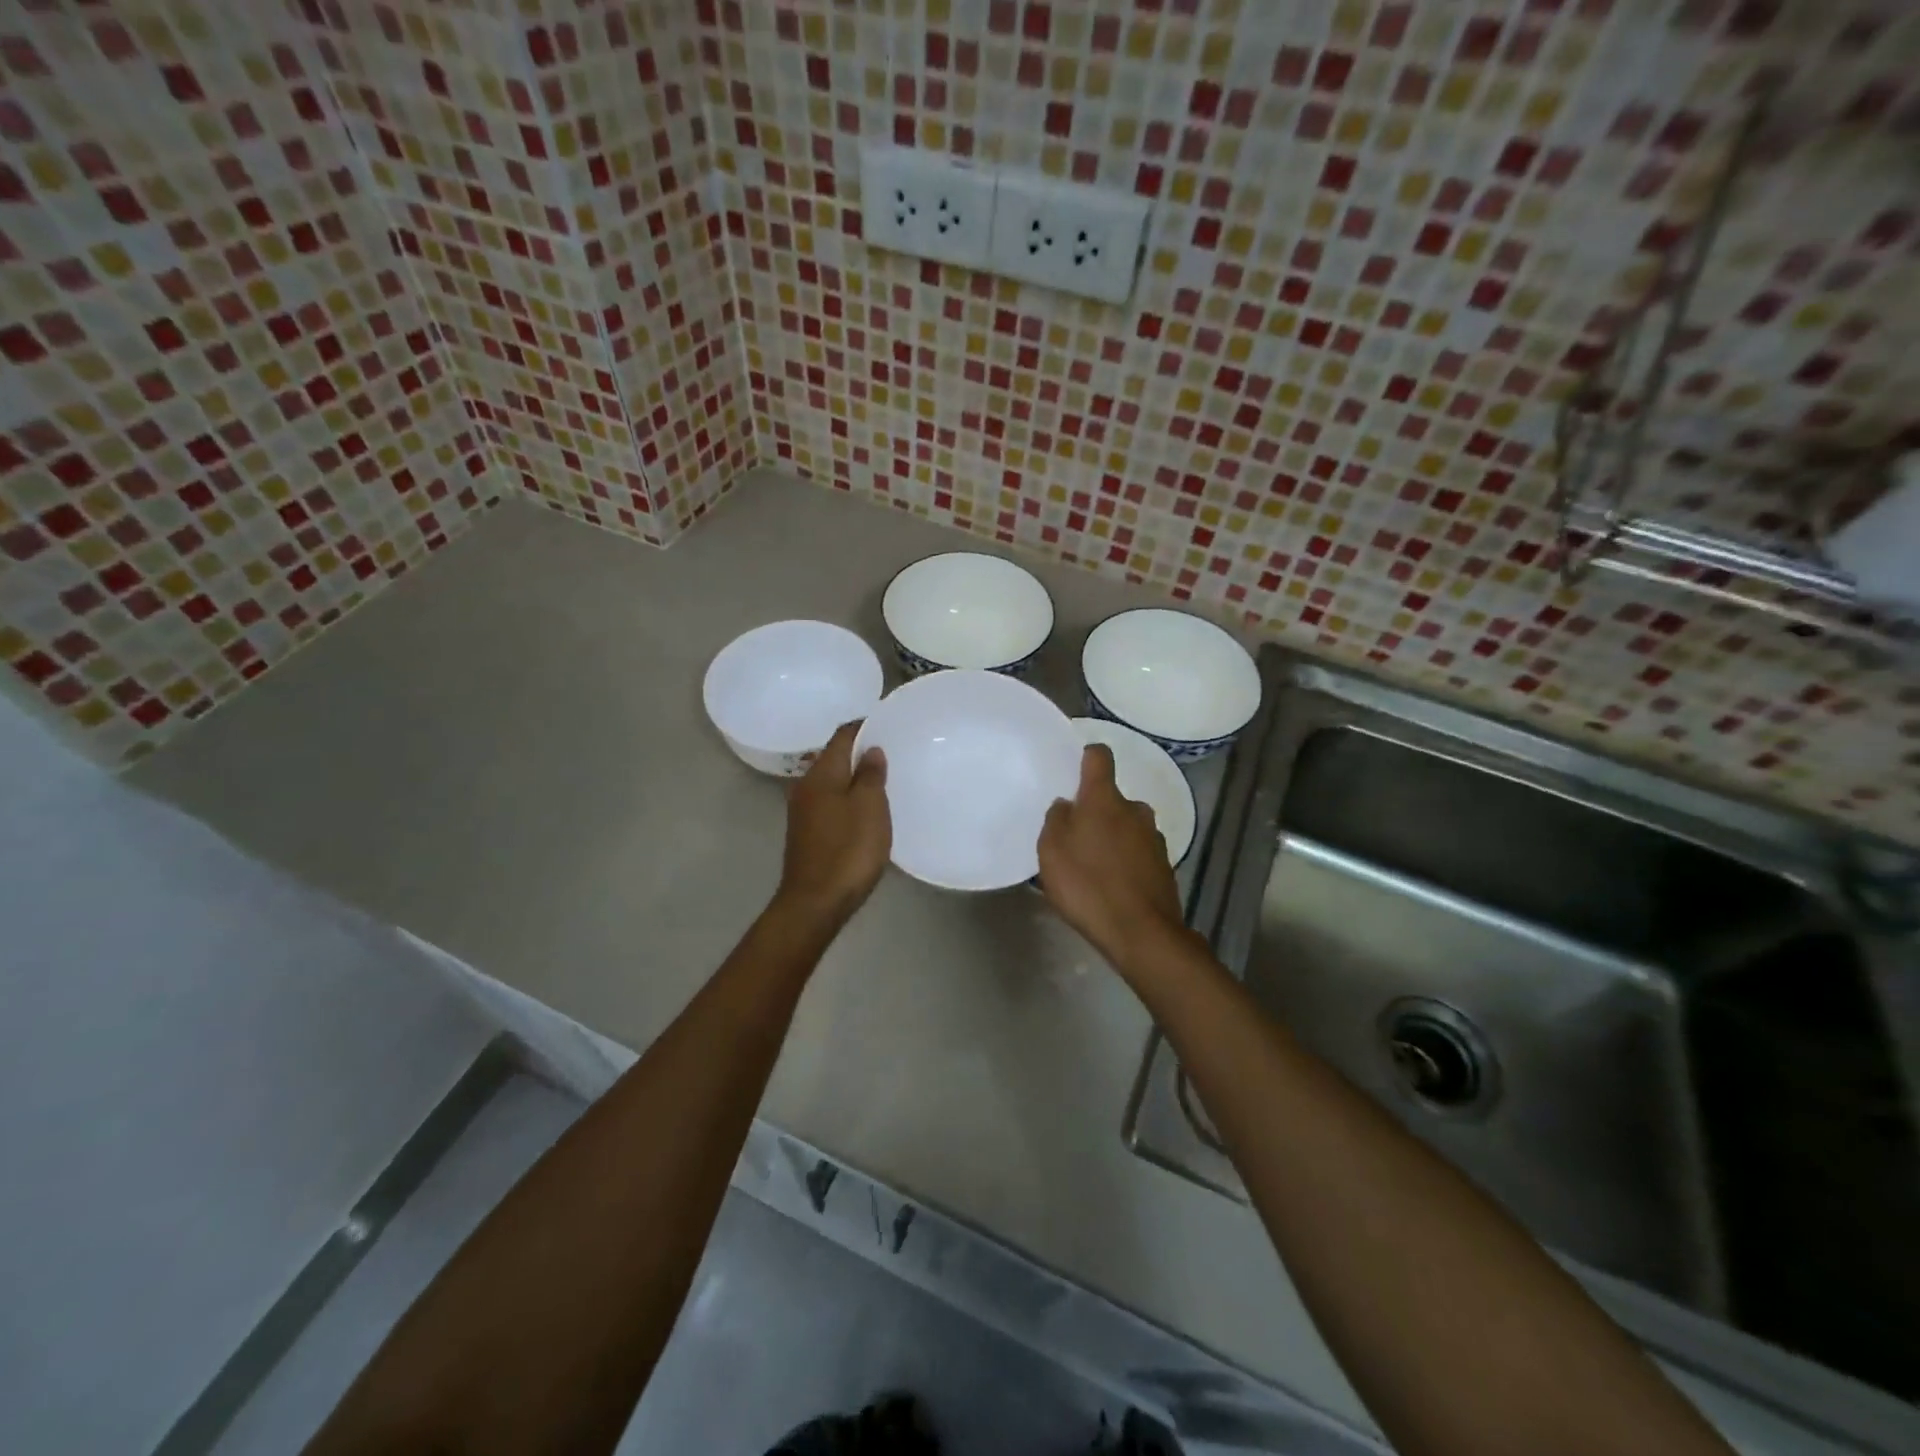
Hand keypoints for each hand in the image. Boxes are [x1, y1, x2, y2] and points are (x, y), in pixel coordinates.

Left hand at [775, 721, 890, 924]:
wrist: (815, 902)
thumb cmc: (848, 850)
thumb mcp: (870, 807)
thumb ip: (871, 775)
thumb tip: (870, 750)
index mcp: (822, 774)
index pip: (842, 736)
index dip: (864, 726)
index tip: (887, 724)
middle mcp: (806, 786)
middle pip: (834, 757)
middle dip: (860, 753)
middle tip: (891, 753)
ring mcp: (803, 811)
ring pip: (832, 781)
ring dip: (854, 777)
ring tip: (883, 780)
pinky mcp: (806, 833)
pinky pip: (830, 803)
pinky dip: (847, 798)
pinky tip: (865, 810)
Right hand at [1037, 744, 1185, 964]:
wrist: (1142, 933)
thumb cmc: (1088, 884)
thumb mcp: (1051, 851)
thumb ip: (1056, 820)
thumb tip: (1067, 806)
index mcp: (1105, 799)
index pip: (1099, 757)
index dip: (1086, 756)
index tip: (1074, 766)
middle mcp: (1135, 810)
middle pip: (1111, 799)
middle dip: (1095, 812)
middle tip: (1074, 838)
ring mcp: (1154, 838)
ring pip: (1126, 827)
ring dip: (1111, 838)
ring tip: (1091, 868)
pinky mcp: (1164, 866)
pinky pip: (1137, 853)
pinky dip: (1124, 862)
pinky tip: (1111, 887)